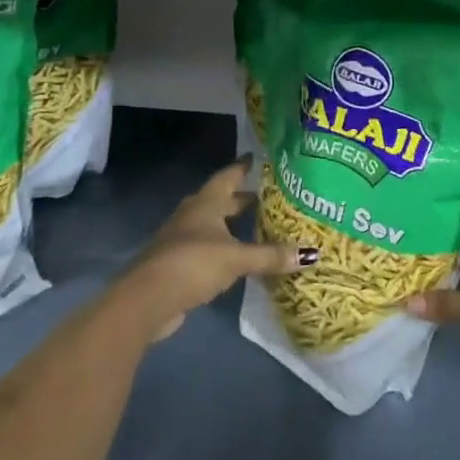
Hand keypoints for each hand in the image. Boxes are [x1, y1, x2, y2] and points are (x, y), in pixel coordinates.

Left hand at [114, 157, 315, 340]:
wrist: (147, 300)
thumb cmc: (193, 264)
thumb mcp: (237, 258)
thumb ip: (271, 256)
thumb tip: (312, 254)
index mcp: (206, 203)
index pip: (229, 176)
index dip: (245, 167)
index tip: (261, 159)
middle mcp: (193, 214)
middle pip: (222, 200)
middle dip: (244, 198)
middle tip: (271, 196)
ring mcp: (181, 239)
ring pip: (213, 224)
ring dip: (233, 224)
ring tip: (260, 226)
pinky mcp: (178, 263)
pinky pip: (208, 247)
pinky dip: (224, 247)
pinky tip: (239, 257)